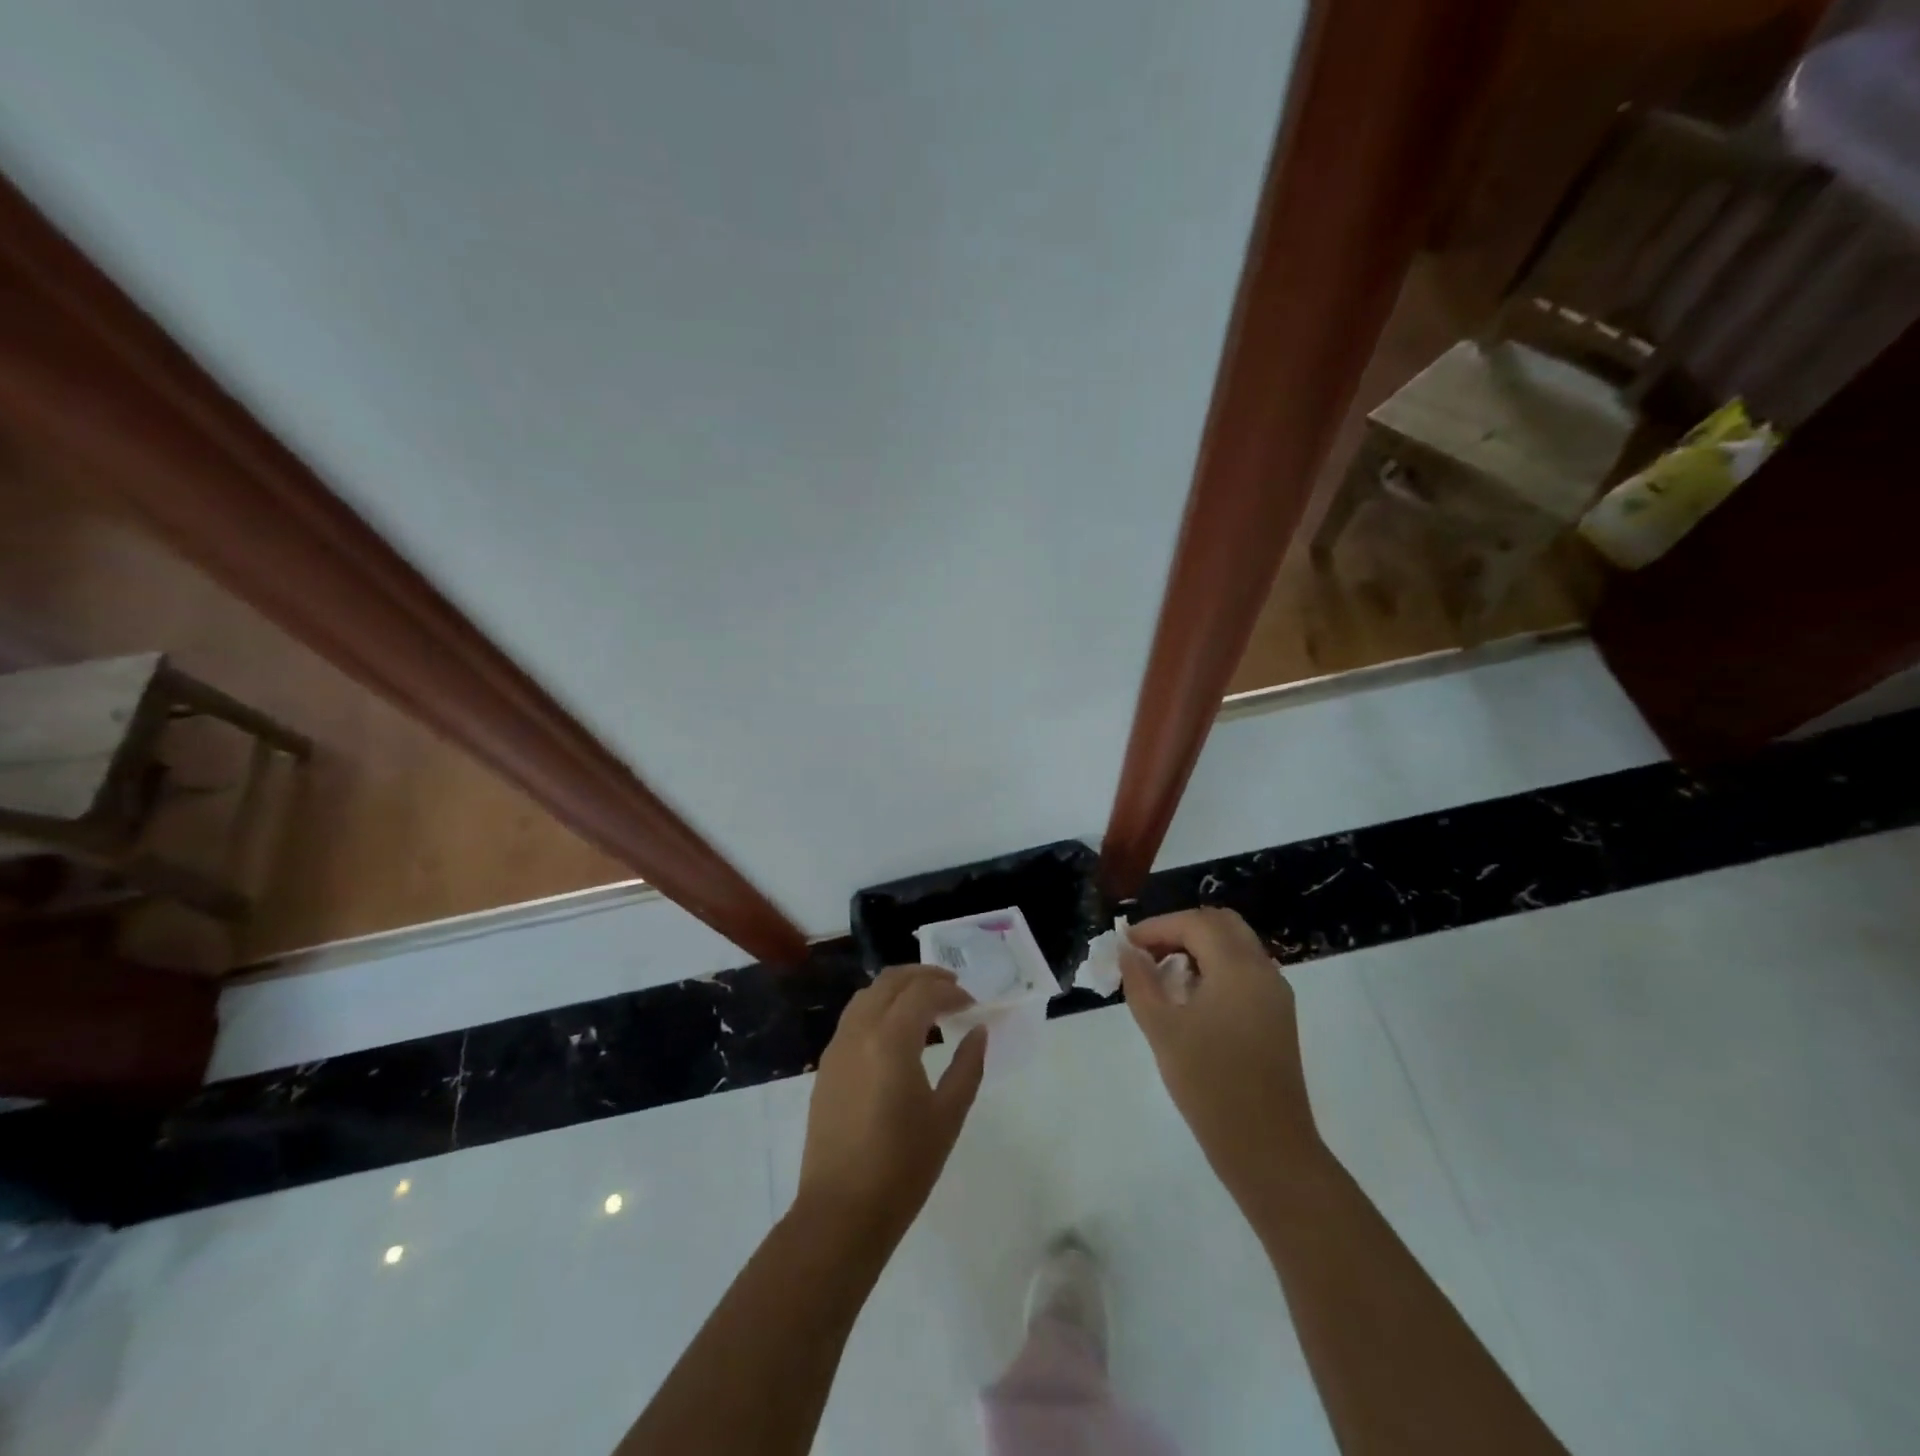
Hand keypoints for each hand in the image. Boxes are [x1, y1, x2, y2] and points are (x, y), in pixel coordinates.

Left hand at [794, 965, 988, 1245]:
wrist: (840, 1213)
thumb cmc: (902, 1168)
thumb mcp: (947, 1116)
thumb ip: (967, 1066)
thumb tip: (979, 1031)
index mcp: (890, 1039)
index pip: (923, 992)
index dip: (952, 992)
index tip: (973, 1004)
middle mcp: (859, 1031)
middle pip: (891, 981)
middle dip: (924, 977)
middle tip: (953, 989)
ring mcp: (837, 1046)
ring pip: (868, 994)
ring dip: (899, 988)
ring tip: (927, 1004)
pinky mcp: (827, 1065)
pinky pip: (854, 1016)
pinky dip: (880, 1007)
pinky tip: (898, 1031)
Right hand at [1123, 909, 1318, 1201]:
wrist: (1268, 1149)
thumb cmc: (1210, 1085)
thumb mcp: (1163, 1030)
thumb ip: (1141, 983)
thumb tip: (1128, 952)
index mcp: (1238, 968)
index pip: (1195, 923)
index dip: (1156, 927)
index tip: (1125, 943)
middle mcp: (1263, 971)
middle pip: (1220, 924)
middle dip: (1180, 929)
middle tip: (1146, 951)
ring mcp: (1275, 994)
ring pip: (1235, 946)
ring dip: (1198, 947)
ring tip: (1163, 974)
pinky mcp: (1277, 1016)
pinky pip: (1245, 971)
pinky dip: (1215, 967)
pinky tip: (1190, 997)